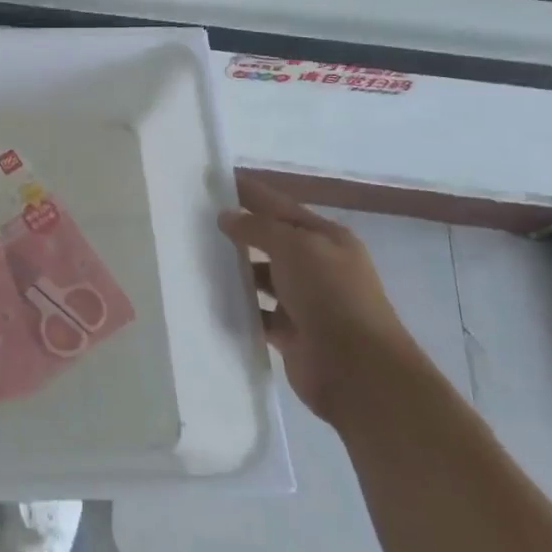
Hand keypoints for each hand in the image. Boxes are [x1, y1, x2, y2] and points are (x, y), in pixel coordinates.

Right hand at [218, 172, 425, 427]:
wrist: (357, 370)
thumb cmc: (330, 296)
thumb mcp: (295, 247)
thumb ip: (258, 228)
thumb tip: (227, 217)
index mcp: (327, 239)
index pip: (281, 206)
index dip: (250, 193)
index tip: (214, 182)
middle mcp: (318, 266)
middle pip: (271, 241)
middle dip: (239, 231)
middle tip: (194, 221)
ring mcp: (305, 301)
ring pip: (262, 277)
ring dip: (236, 270)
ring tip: (195, 259)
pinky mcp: (291, 332)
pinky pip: (258, 312)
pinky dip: (239, 306)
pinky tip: (211, 298)